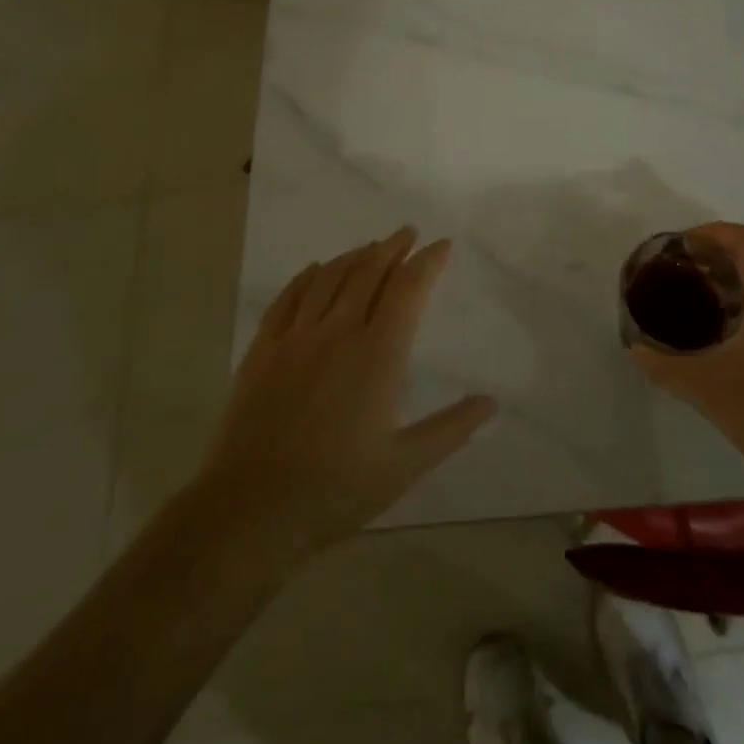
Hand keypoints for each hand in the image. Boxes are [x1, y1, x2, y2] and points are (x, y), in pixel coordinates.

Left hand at [194, 227, 495, 564]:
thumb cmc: (336, 489)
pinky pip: (288, 297)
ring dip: (355, 256)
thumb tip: (491, 403)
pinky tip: (316, 269)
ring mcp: (297, 337)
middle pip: (369, 272)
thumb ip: (451, 428)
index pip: (409, 289)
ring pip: (330, 277)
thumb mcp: (404, 465)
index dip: (428, 262)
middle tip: (408, 234)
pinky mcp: (264, 349)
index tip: (442, 246)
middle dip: (393, 248)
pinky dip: (307, 276)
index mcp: (379, 354)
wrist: (252, 509)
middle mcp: (339, 331)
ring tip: (371, 247)